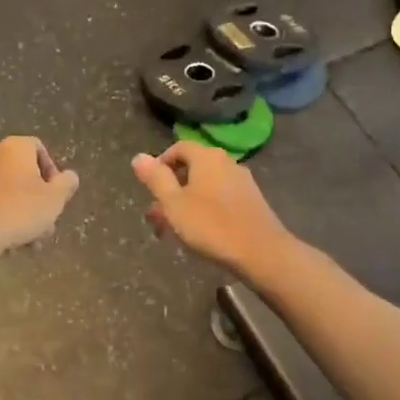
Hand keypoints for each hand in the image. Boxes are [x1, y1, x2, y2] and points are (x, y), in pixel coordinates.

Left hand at [0, 137, 80, 255]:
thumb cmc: (19, 210)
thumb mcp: (54, 199)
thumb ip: (66, 184)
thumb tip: (70, 176)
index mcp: (15, 147)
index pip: (38, 148)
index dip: (52, 170)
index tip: (56, 194)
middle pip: (23, 172)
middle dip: (37, 198)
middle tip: (46, 222)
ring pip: (7, 191)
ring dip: (22, 211)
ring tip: (30, 240)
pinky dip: (2, 216)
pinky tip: (9, 240)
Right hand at [131, 141, 293, 272]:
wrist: (261, 251)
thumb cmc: (211, 225)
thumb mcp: (174, 203)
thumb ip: (156, 179)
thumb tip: (139, 157)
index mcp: (206, 157)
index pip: (179, 147)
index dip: (161, 162)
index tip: (150, 185)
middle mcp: (226, 162)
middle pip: (193, 167)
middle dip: (172, 187)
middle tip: (157, 212)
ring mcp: (242, 181)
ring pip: (206, 185)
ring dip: (187, 201)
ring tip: (174, 227)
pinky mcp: (252, 201)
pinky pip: (221, 197)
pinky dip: (206, 207)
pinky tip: (201, 230)